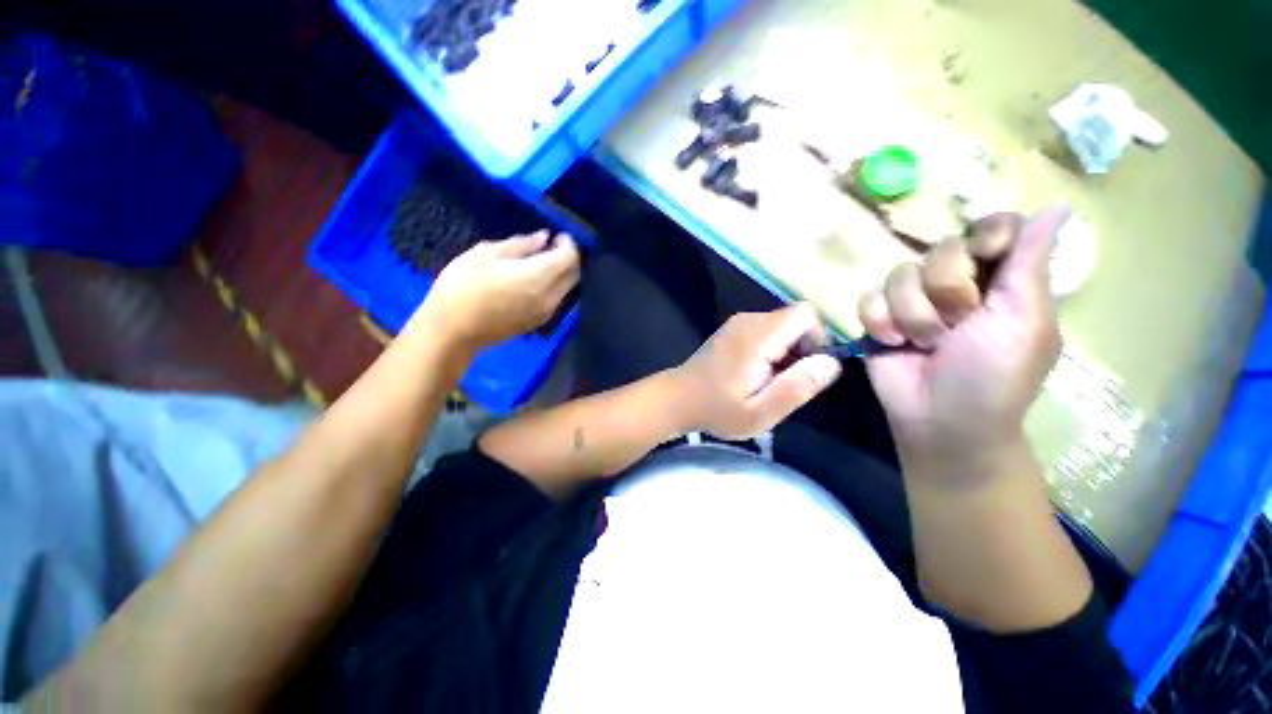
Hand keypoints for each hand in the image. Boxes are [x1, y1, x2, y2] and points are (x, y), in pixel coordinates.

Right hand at [416, 231, 579, 350]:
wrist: (453, 331)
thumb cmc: (463, 286)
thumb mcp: (486, 254)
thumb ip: (521, 245)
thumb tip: (543, 238)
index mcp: (539, 277)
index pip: (570, 258)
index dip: (568, 244)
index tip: (557, 235)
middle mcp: (550, 297)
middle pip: (574, 274)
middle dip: (568, 258)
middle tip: (551, 246)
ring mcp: (546, 313)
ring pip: (566, 289)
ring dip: (561, 273)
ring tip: (540, 262)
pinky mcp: (538, 323)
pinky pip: (556, 300)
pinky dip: (553, 286)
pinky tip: (534, 280)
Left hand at [672, 304, 841, 438]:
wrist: (677, 398)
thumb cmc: (717, 409)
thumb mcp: (760, 412)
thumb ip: (796, 387)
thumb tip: (832, 363)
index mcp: (758, 335)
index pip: (806, 314)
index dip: (817, 339)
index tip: (805, 370)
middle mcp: (749, 320)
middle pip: (795, 320)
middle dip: (801, 349)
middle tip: (785, 382)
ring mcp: (738, 323)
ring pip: (781, 326)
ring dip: (786, 352)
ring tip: (768, 382)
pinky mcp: (732, 330)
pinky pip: (766, 331)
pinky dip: (771, 350)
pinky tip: (755, 374)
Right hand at [858, 206, 1068, 482]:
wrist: (939, 421)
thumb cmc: (994, 377)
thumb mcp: (1025, 322)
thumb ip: (1031, 265)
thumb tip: (1060, 204)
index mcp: (1003, 279)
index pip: (995, 225)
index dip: (986, 236)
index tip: (986, 260)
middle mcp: (957, 282)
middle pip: (941, 249)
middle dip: (947, 294)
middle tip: (958, 328)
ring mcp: (912, 299)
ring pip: (899, 275)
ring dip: (913, 317)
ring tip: (925, 345)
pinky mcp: (878, 317)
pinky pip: (868, 298)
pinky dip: (879, 323)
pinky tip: (893, 343)